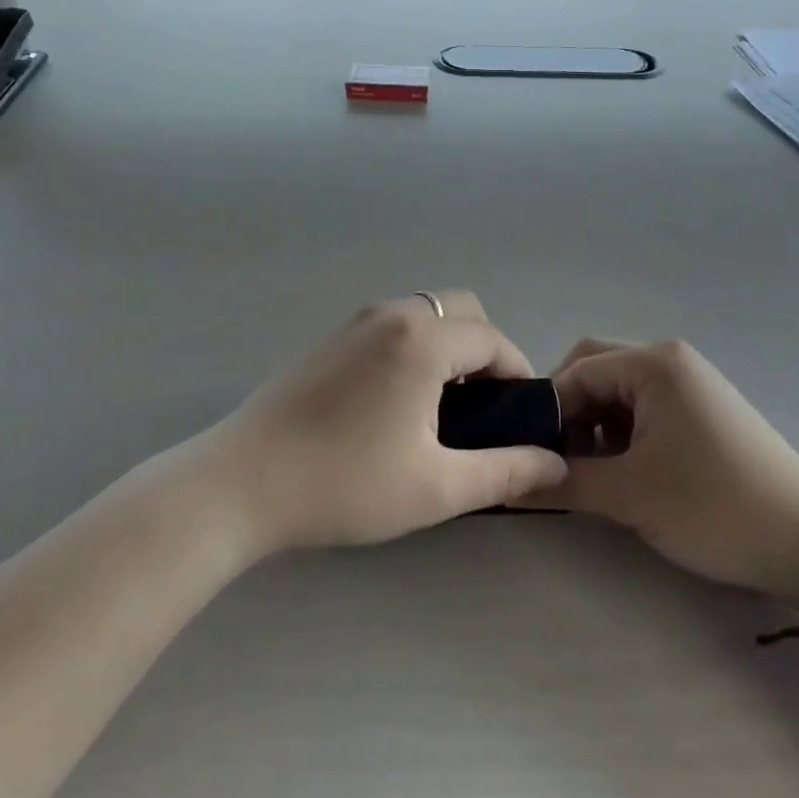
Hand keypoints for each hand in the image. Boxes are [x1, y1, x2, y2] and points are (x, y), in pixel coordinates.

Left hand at [218, 293, 568, 551]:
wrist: (244, 481)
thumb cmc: (347, 483)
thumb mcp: (436, 487)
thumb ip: (504, 471)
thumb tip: (554, 464)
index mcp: (422, 340)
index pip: (492, 339)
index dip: (518, 373)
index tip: (521, 416)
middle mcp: (392, 314)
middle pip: (461, 310)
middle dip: (485, 350)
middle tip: (483, 408)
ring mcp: (355, 322)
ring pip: (425, 313)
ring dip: (449, 346)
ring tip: (443, 407)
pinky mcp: (331, 338)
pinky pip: (393, 325)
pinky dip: (415, 346)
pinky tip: (398, 401)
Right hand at [533, 338, 798, 603]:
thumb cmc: (714, 506)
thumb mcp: (631, 495)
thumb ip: (564, 482)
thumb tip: (509, 483)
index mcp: (654, 364)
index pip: (577, 371)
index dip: (548, 410)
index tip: (529, 453)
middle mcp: (671, 361)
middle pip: (597, 372)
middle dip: (570, 414)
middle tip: (557, 461)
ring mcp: (691, 386)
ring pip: (620, 394)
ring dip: (596, 427)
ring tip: (591, 475)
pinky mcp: (704, 413)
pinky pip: (646, 410)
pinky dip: (624, 436)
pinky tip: (625, 474)